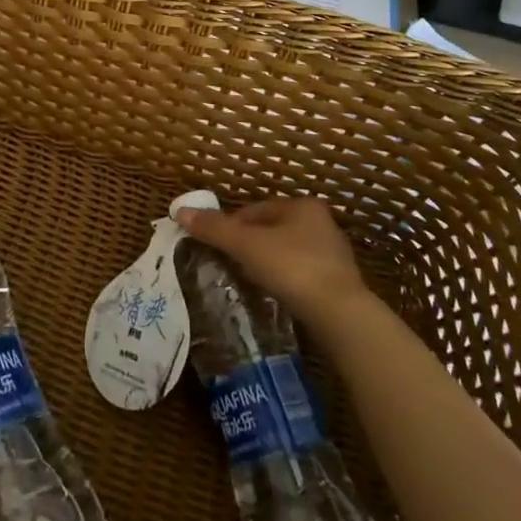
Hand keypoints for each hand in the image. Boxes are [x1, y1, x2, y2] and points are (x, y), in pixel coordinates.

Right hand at [174, 196, 370, 328]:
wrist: (340, 315)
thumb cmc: (292, 267)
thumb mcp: (246, 245)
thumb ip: (214, 228)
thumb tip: (180, 211)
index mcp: (302, 206)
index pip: (256, 209)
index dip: (231, 224)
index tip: (216, 244)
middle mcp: (321, 223)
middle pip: (272, 228)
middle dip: (249, 243)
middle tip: (228, 262)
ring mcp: (333, 253)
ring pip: (286, 251)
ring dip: (266, 261)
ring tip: (247, 278)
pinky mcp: (338, 282)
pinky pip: (300, 273)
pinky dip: (284, 279)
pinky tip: (273, 292)